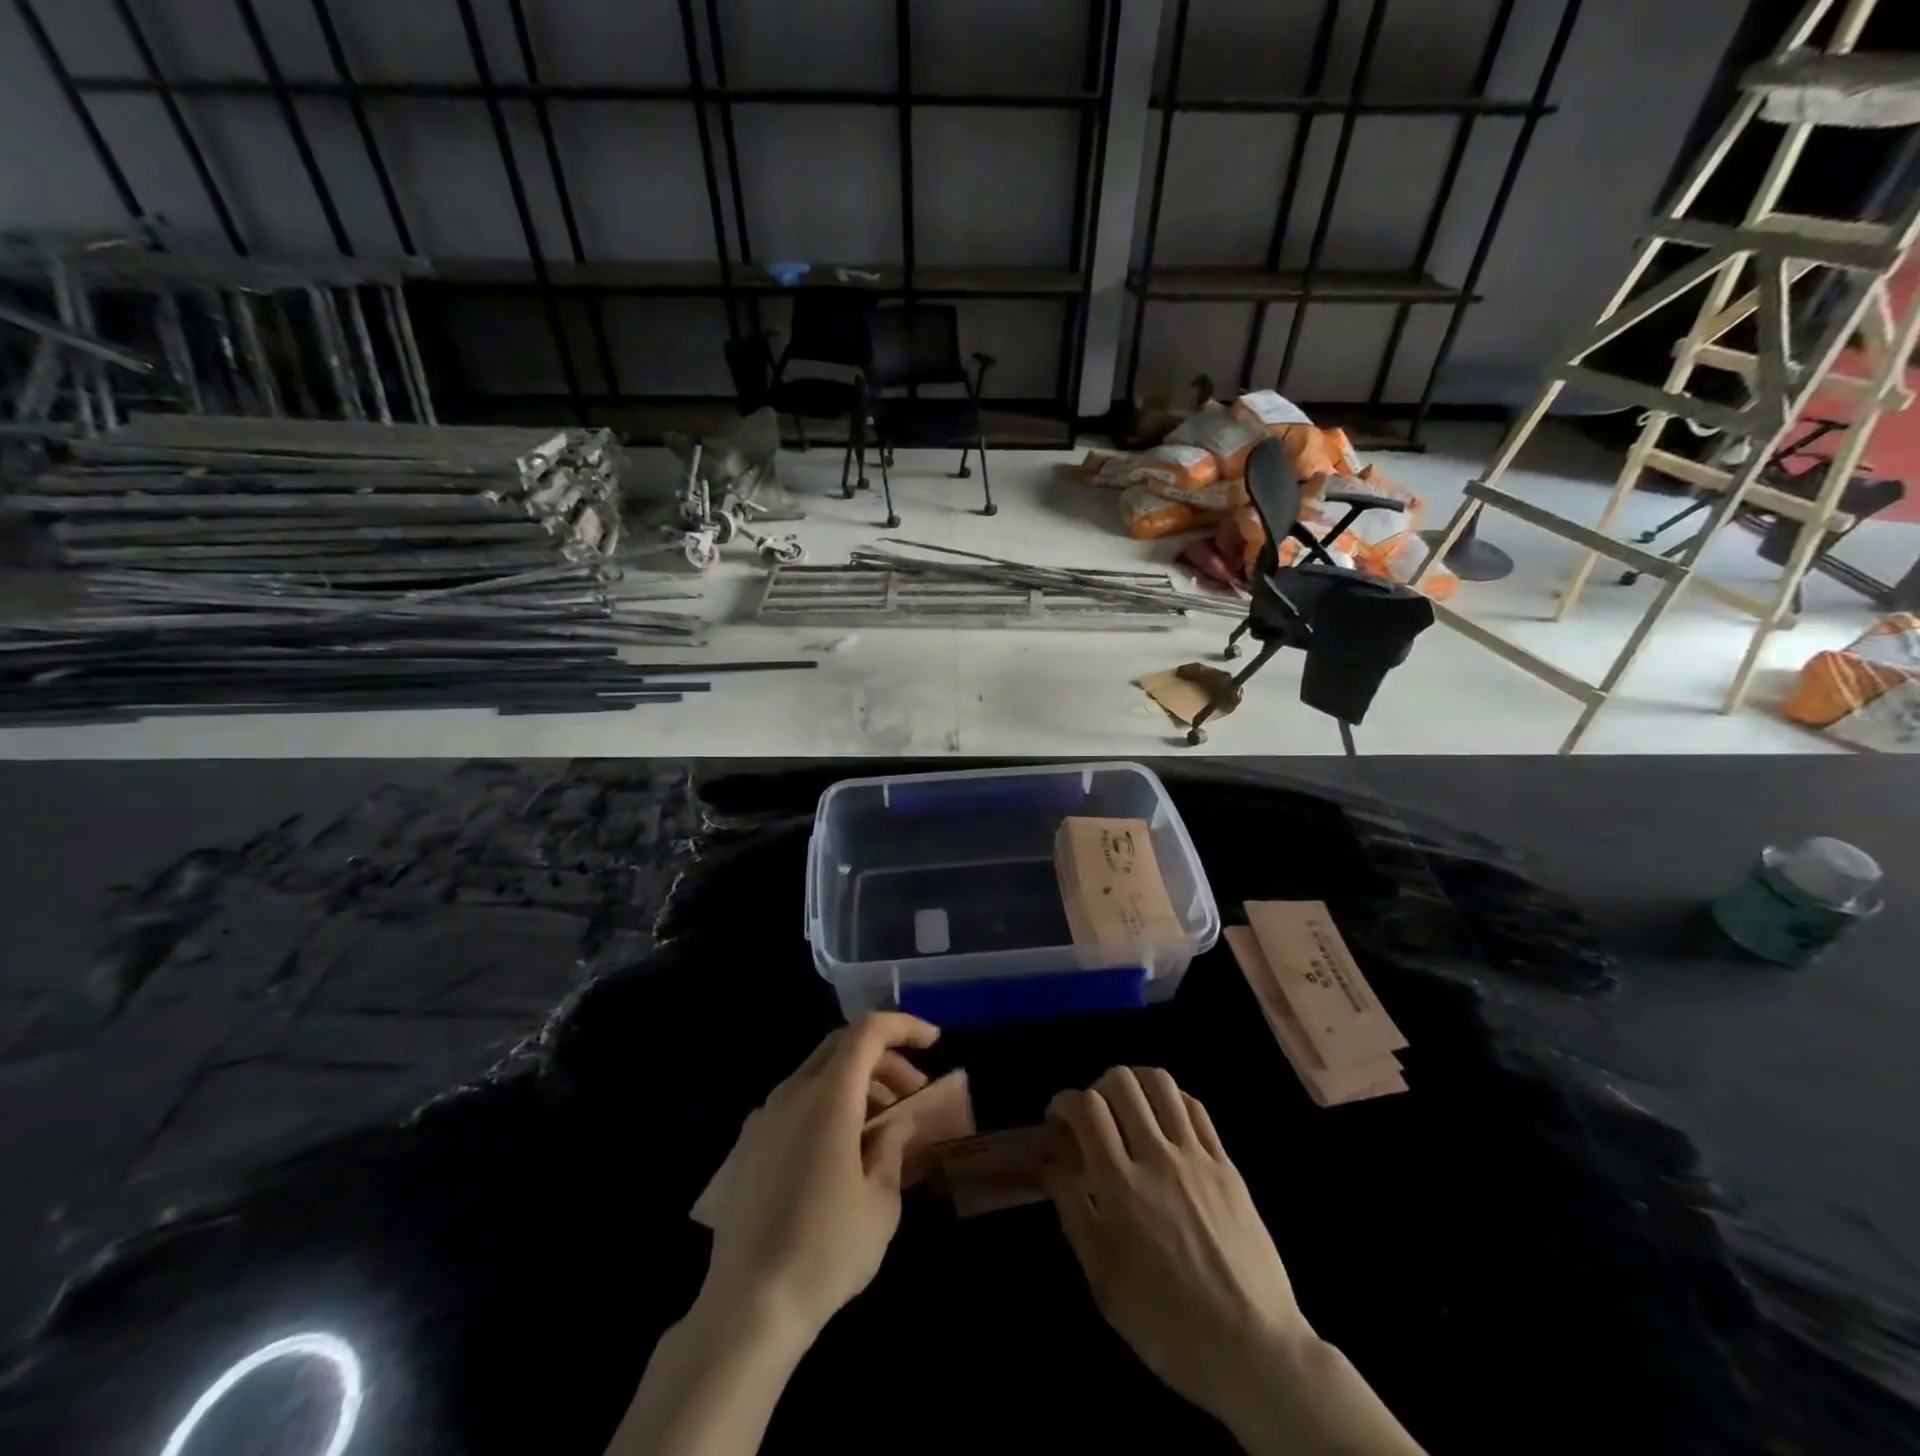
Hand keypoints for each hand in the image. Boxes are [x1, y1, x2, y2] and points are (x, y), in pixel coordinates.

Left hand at [700, 1012, 939, 1341]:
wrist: (746, 1309)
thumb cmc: (826, 1252)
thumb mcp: (881, 1203)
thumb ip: (892, 1149)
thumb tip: (894, 1127)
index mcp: (828, 1096)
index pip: (868, 1031)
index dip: (904, 1026)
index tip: (934, 1043)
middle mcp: (791, 1093)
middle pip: (841, 1045)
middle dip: (883, 1057)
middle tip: (913, 1091)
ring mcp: (763, 1118)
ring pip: (816, 1072)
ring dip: (855, 1082)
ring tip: (882, 1125)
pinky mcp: (747, 1146)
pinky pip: (794, 1102)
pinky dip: (826, 1103)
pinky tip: (840, 1149)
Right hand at [1045, 1068, 1314, 1428]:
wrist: (1254, 1350)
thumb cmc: (1167, 1324)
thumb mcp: (1104, 1281)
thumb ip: (1074, 1213)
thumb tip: (1051, 1167)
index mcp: (1121, 1186)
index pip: (1087, 1109)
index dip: (1064, 1100)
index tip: (1058, 1117)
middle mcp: (1157, 1157)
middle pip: (1122, 1082)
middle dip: (1097, 1087)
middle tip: (1093, 1116)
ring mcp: (1197, 1157)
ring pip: (1161, 1084)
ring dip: (1135, 1084)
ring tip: (1128, 1109)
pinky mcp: (1227, 1164)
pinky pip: (1195, 1108)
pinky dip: (1171, 1099)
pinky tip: (1164, 1121)